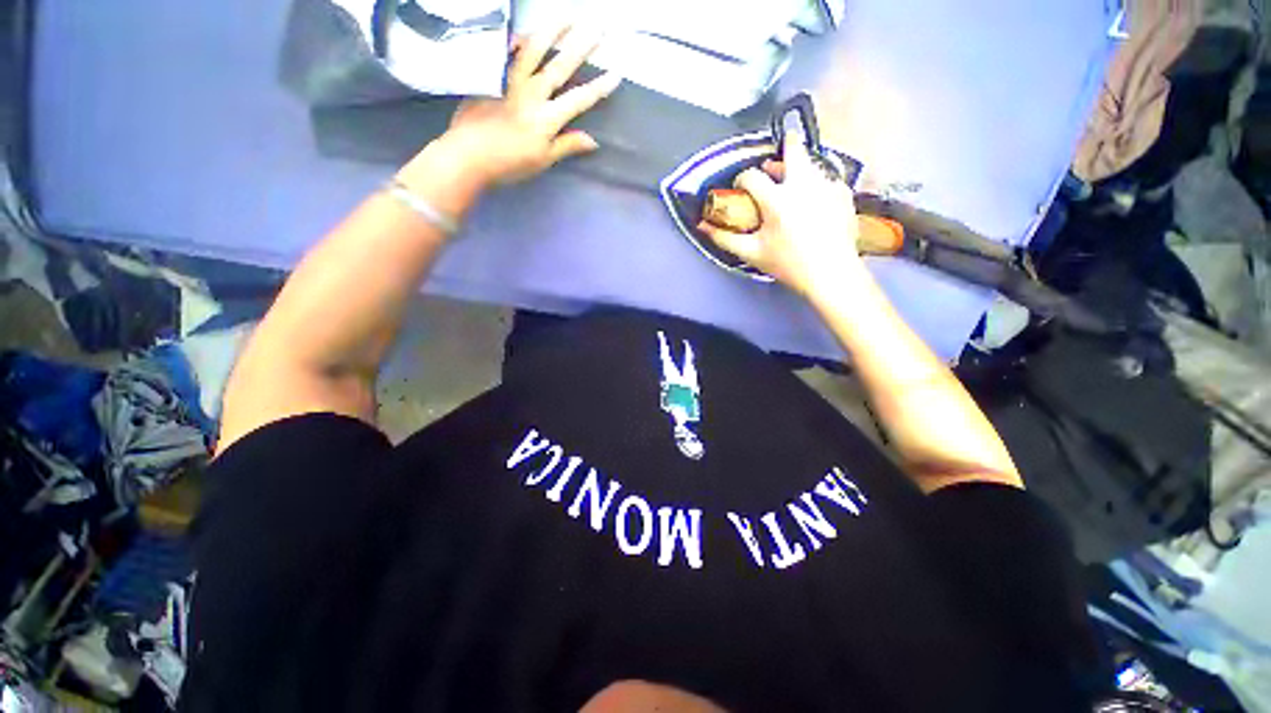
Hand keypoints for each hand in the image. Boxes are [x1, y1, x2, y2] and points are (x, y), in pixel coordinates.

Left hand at [439, 27, 621, 185]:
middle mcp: (532, 93)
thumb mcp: (542, 160)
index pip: (580, 99)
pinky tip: (526, 31)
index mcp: (547, 118)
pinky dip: (517, 39)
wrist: (468, 155)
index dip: (599, 87)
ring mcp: (510, 80)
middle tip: (599, 27)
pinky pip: (507, 51)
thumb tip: (593, 140)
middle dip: (583, 46)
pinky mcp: (492, 75)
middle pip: (561, 65)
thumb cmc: (508, 163)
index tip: (616, 73)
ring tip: (568, 15)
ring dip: (553, 30)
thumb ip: (567, 146)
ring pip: (534, 49)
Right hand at [698, 137, 862, 297]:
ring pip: (811, 162)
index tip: (741, 188)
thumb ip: (724, 238)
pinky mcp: (843, 193)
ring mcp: (826, 186)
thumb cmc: (789, 265)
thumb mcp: (751, 253)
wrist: (830, 275)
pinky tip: (812, 197)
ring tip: (791, 182)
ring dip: (799, 167)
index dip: (741, 179)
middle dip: (784, 146)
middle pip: (793, 149)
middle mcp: (803, 185)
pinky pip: (828, 177)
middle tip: (777, 153)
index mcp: (777, 200)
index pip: (752, 176)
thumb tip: (703, 227)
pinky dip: (817, 182)